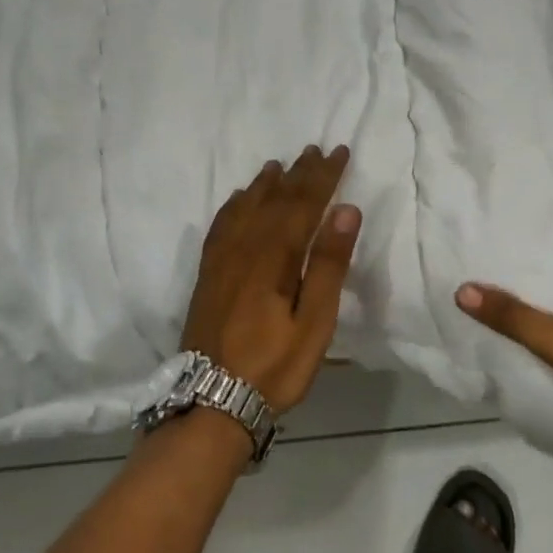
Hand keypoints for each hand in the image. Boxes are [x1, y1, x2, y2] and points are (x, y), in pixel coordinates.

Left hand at [182, 146, 361, 413]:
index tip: (338, 152)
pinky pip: (221, 225)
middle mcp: (245, 248)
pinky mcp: (207, 274)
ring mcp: (221, 260)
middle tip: (315, 150)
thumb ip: (329, 265)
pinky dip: (234, 205)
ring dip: (266, 184)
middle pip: (275, 200)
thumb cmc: (274, 367)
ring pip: (246, 207)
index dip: (323, 176)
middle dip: (298, 173)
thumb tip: (345, 210)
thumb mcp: (314, 323)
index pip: (303, 204)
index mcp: (274, 257)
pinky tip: (239, 200)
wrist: (211, 402)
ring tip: (279, 165)